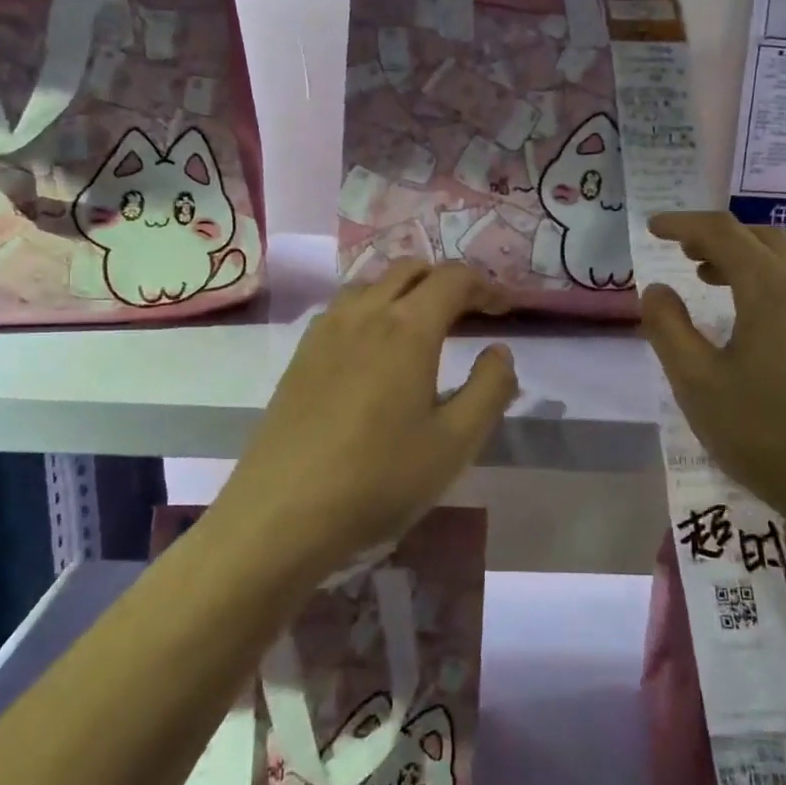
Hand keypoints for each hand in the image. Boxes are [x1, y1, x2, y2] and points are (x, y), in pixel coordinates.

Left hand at [217, 260, 518, 575]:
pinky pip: (344, 308)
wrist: (281, 515)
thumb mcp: (456, 443)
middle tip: (471, 314)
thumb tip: (499, 352)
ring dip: (406, 291)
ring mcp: (324, 331)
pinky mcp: (300, 355)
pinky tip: (375, 349)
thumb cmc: (379, 479)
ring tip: (425, 326)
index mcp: (407, 328)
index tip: (504, 309)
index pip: (453, 278)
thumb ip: (490, 389)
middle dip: (447, 281)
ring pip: (372, 284)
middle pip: (410, 269)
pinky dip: (373, 308)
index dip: (485, 286)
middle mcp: (364, 314)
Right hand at [639, 212, 785, 558]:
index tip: (653, 227)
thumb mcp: (697, 383)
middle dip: (716, 236)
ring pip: (784, 262)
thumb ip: (668, 328)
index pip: (722, 232)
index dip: (683, 224)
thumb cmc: (765, 433)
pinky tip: (751, 318)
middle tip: (682, 250)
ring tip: (710, 278)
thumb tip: (657, 289)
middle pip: (760, 237)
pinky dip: (766, 281)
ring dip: (743, 258)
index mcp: (771, 288)